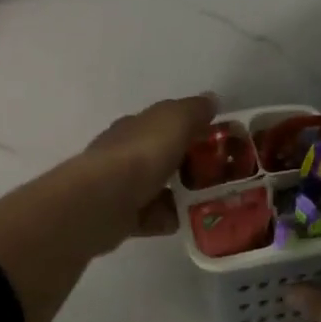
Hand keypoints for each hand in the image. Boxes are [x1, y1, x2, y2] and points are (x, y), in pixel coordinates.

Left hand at [73, 94, 218, 253]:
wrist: (102, 201)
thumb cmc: (141, 154)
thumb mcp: (175, 121)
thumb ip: (194, 110)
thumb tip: (210, 100)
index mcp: (135, 126)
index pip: (164, 122)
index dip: (190, 128)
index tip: (217, 141)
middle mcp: (124, 152)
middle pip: (162, 156)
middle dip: (188, 164)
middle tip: (218, 175)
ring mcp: (119, 185)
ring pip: (157, 187)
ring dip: (180, 194)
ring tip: (208, 201)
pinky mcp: (118, 217)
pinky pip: (150, 216)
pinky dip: (165, 218)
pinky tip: (182, 221)